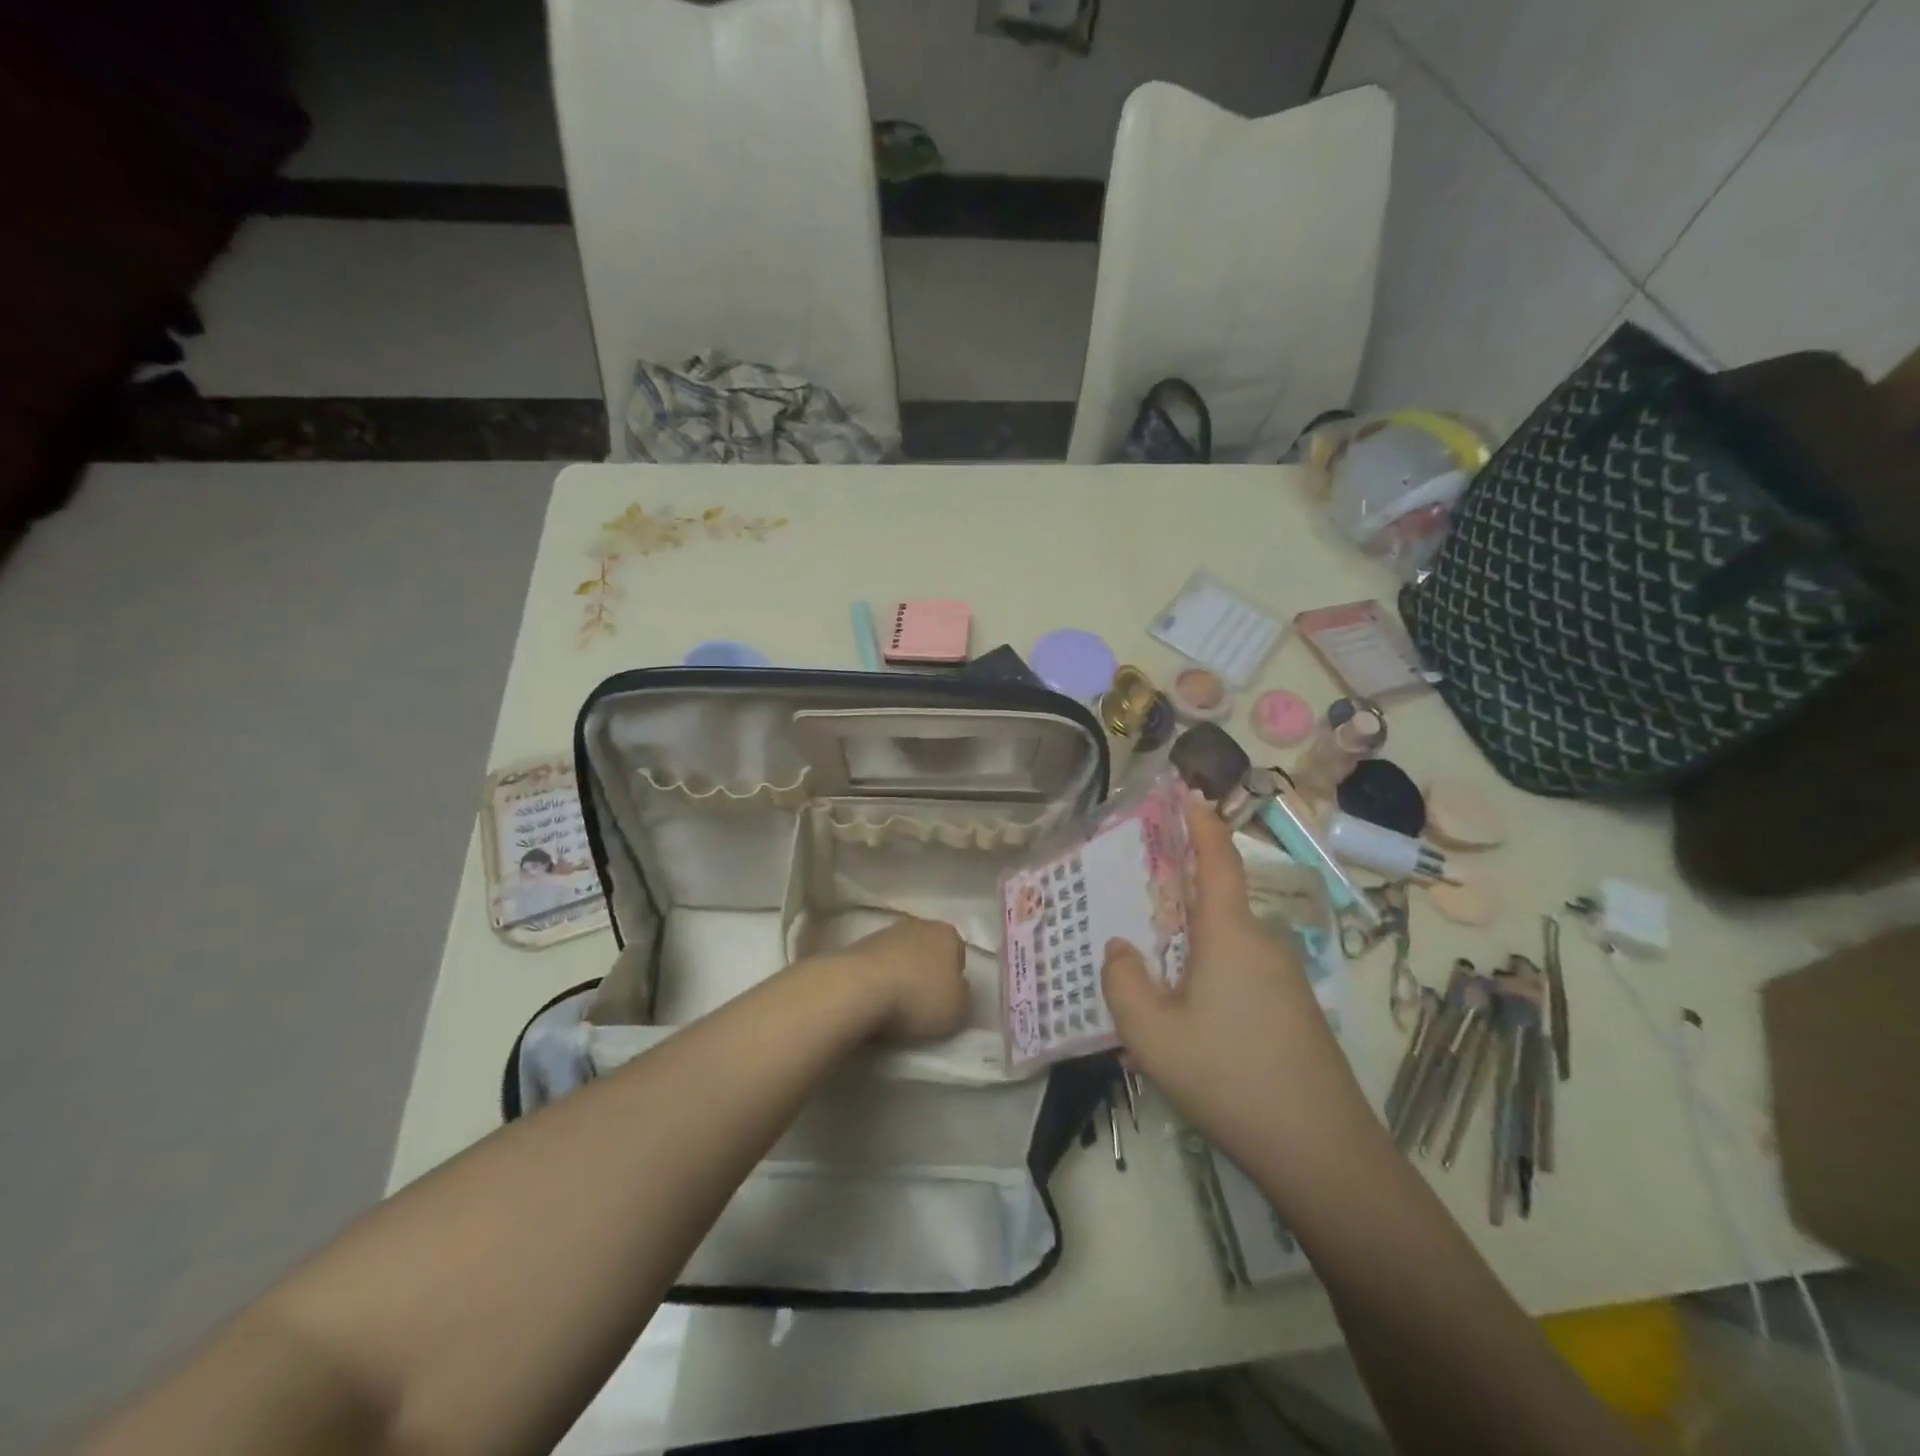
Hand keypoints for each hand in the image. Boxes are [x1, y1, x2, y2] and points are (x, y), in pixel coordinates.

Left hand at [833, 915, 971, 1043]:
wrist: (859, 988)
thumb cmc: (918, 997)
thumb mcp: (959, 1009)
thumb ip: (963, 996)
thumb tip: (955, 989)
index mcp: (948, 934)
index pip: (958, 954)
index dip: (954, 978)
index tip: (945, 1001)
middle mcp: (919, 924)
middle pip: (928, 951)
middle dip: (926, 972)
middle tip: (922, 1003)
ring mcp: (885, 932)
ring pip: (901, 956)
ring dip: (901, 975)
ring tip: (895, 1005)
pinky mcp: (858, 945)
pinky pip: (878, 965)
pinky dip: (878, 979)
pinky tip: (874, 999)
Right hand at [1101, 790, 1372, 1179]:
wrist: (1324, 1153)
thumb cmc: (1229, 1079)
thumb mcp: (1151, 1035)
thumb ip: (1123, 982)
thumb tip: (1120, 948)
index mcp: (1230, 934)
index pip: (1218, 860)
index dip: (1201, 822)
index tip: (1189, 789)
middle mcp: (1263, 944)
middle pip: (1217, 905)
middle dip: (1178, 902)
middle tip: (1137, 915)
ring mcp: (1286, 979)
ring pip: (1226, 947)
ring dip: (1191, 953)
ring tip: (1155, 990)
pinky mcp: (1296, 1012)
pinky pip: (1242, 976)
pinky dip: (1210, 981)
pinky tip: (1192, 1028)